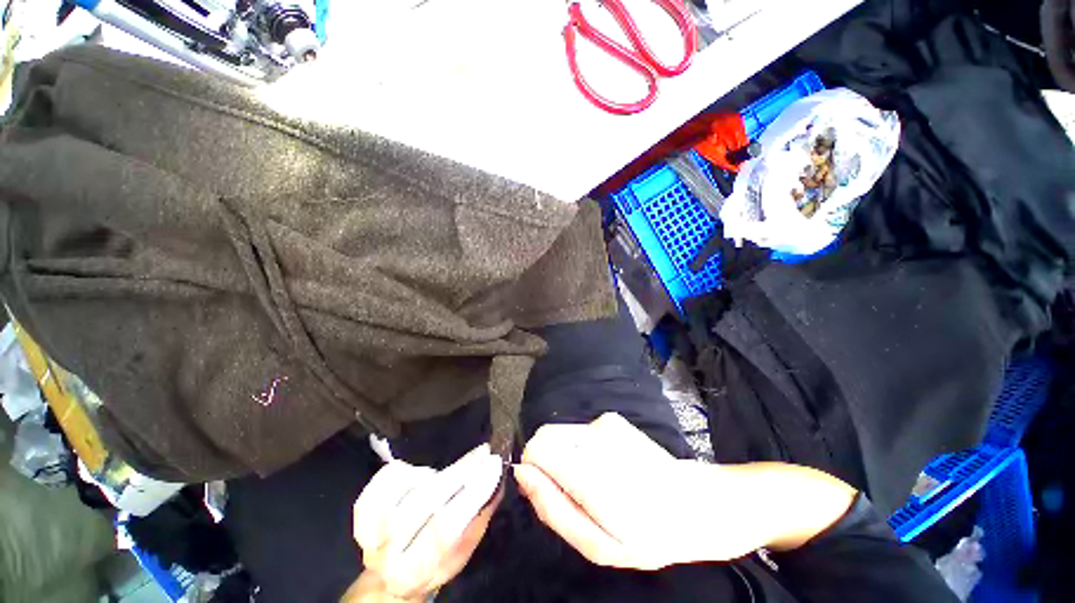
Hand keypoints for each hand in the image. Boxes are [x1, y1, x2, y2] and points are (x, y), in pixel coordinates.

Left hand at [350, 444, 503, 601]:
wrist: (391, 573)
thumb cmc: (436, 560)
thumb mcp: (465, 547)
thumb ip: (480, 512)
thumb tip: (496, 472)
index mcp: (416, 572)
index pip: (447, 527)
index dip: (472, 491)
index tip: (494, 464)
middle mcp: (387, 555)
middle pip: (425, 502)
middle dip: (460, 471)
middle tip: (482, 452)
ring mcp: (369, 530)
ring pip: (408, 486)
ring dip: (437, 473)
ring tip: (449, 474)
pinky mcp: (362, 509)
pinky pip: (388, 476)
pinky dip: (409, 469)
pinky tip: (420, 475)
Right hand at [514, 413, 855, 570]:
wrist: (702, 504)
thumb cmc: (653, 535)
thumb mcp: (601, 544)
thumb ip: (555, 508)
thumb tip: (522, 473)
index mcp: (594, 474)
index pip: (537, 447)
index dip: (532, 469)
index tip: (546, 491)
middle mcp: (596, 435)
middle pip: (545, 436)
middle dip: (548, 464)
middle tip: (573, 494)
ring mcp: (606, 422)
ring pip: (561, 434)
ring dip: (567, 458)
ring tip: (595, 484)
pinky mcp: (613, 419)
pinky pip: (578, 432)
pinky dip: (582, 450)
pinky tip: (609, 469)